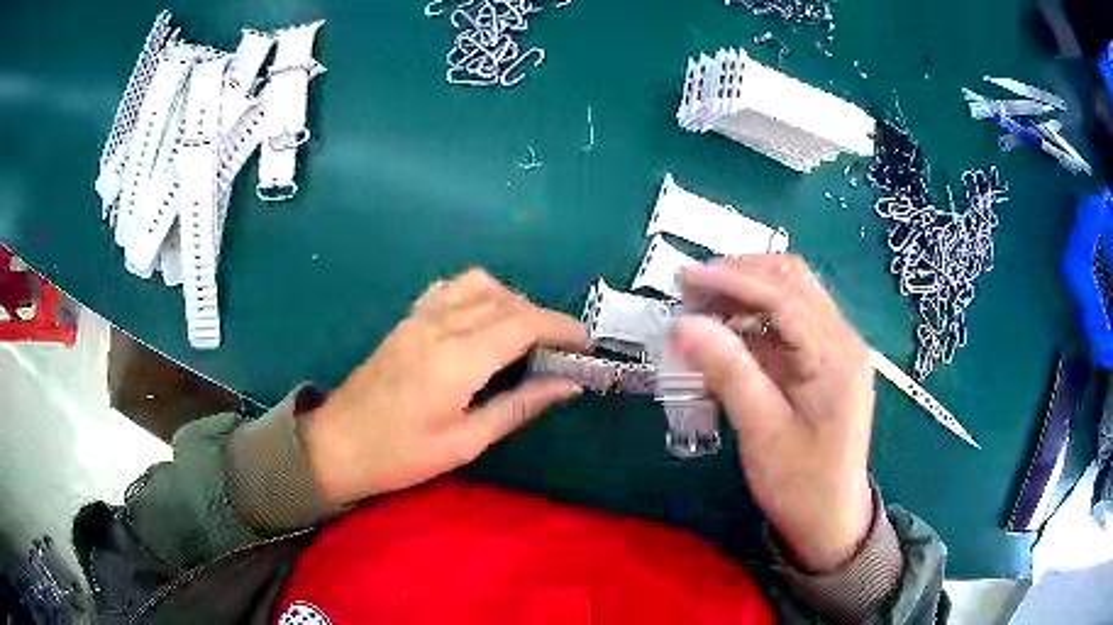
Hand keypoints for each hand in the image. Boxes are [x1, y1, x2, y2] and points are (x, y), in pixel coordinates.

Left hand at [300, 269, 587, 506]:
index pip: (523, 324)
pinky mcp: (407, 319)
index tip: (585, 345)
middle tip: (563, 349)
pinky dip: (479, 294)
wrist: (336, 445)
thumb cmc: (400, 456)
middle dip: (544, 318)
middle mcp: (439, 325)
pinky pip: (451, 288)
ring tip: (525, 335)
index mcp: (456, 359)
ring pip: (479, 284)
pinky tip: (484, 321)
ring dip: (512, 300)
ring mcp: (419, 317)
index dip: (561, 328)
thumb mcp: (465, 443)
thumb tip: (567, 385)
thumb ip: (518, 407)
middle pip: (506, 301)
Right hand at [673, 256, 874, 572]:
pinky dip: (755, 319)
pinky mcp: (825, 362)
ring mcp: (837, 349)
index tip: (685, 279)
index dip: (733, 281)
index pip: (785, 297)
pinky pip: (790, 323)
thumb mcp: (762, 432)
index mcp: (837, 357)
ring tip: (701, 305)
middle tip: (690, 289)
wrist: (831, 519)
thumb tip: (683, 325)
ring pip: (791, 296)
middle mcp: (843, 340)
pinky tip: (726, 331)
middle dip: (740, 276)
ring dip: (746, 292)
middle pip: (793, 281)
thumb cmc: (800, 484)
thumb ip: (728, 372)